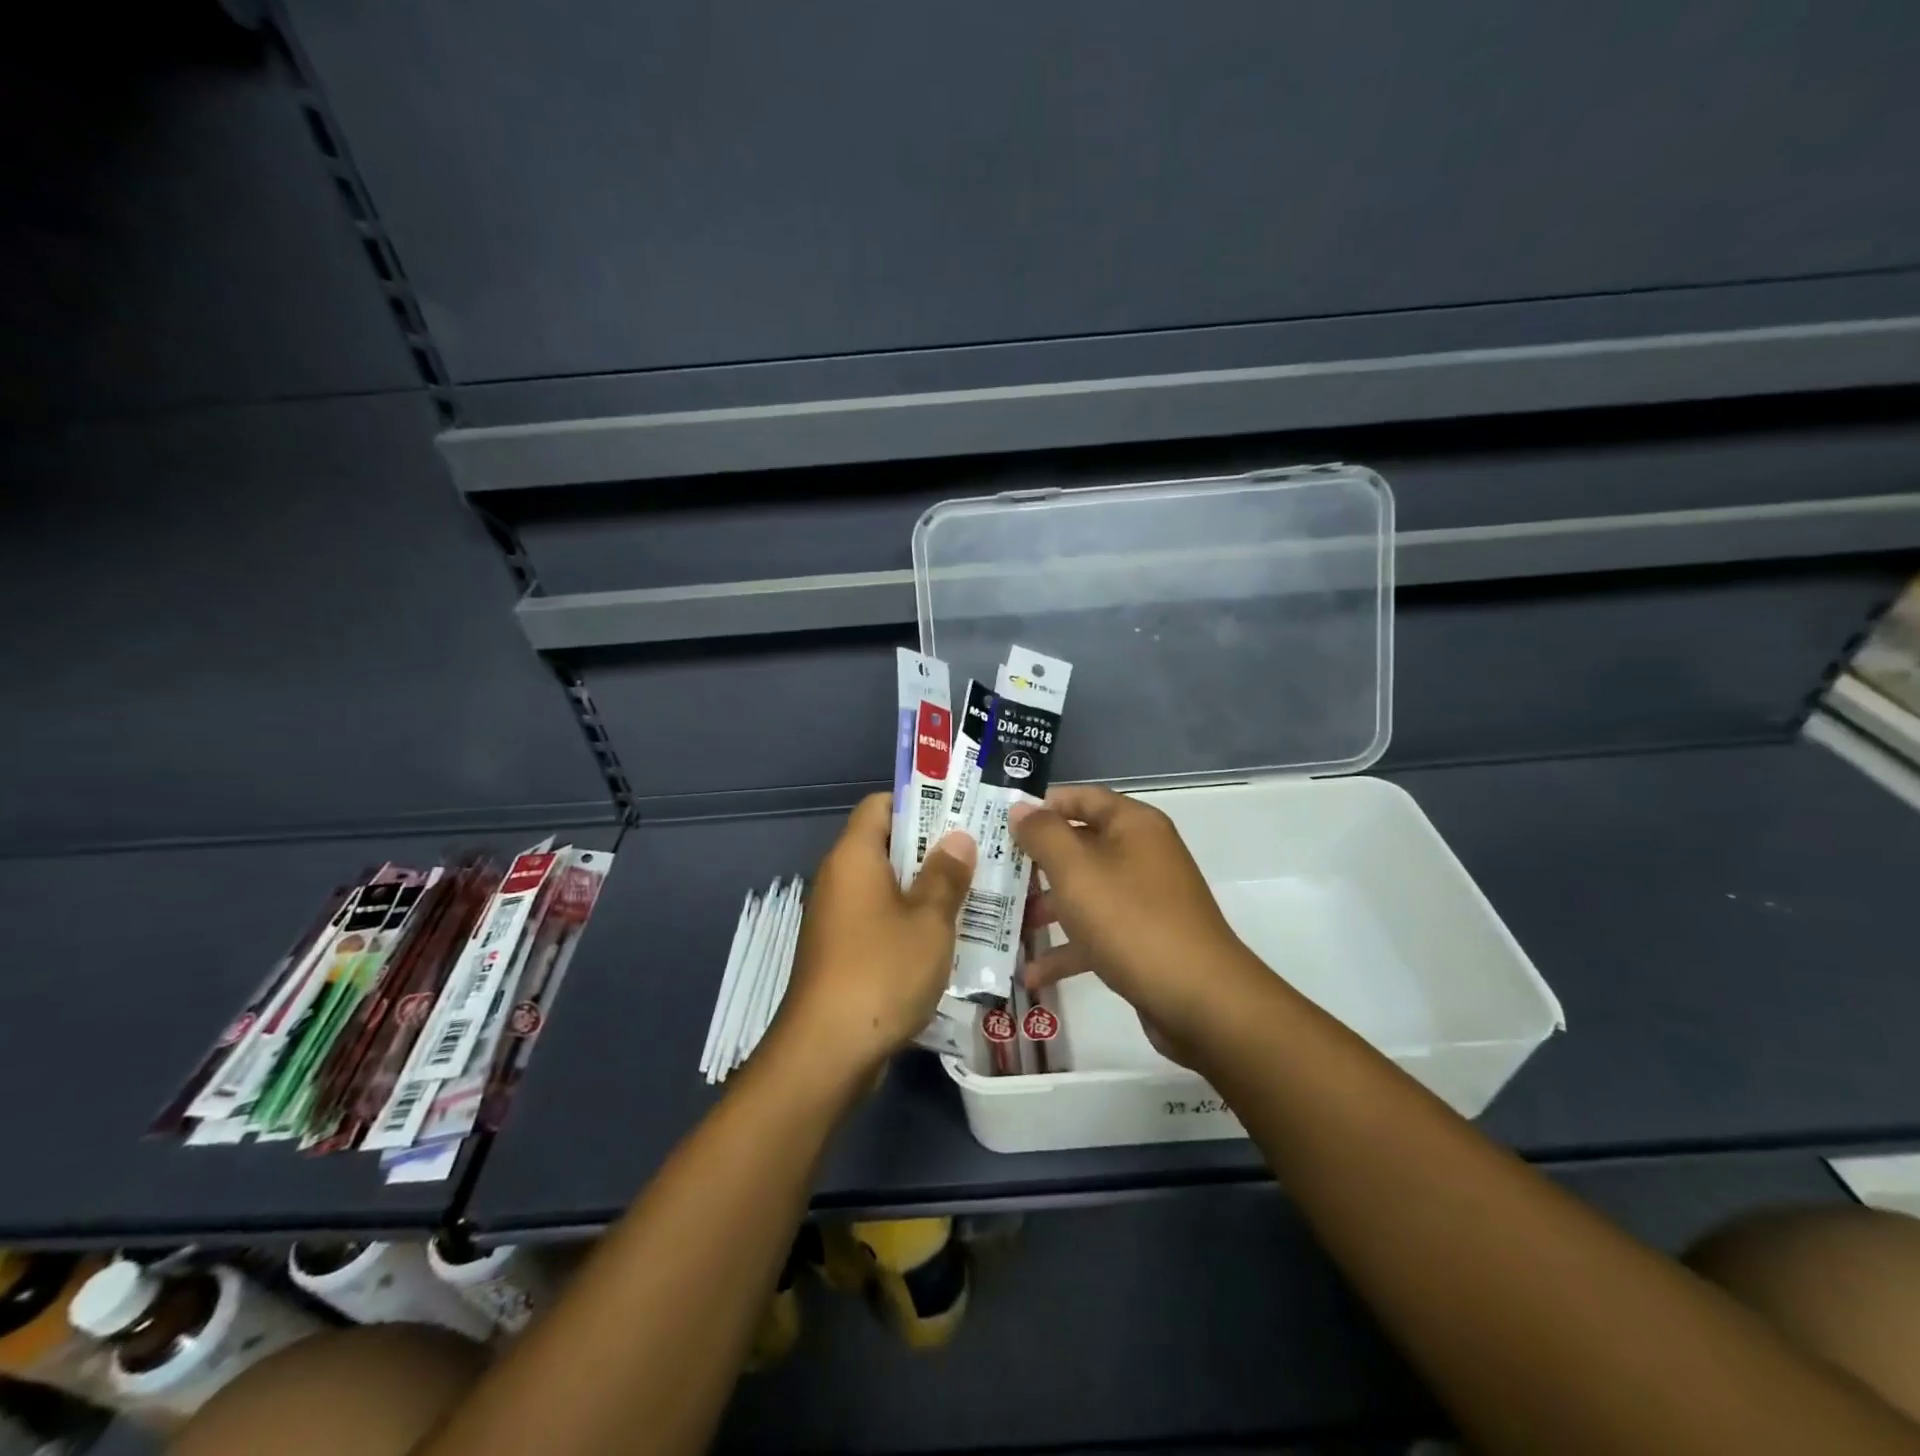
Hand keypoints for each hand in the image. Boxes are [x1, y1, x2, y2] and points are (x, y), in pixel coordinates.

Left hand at [768, 793, 975, 1079]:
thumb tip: (958, 838)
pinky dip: (911, 921)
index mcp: (854, 857)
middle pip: (887, 845)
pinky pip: (880, 920)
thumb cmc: (882, 972)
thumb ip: (946, 876)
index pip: (880, 805)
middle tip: (981, 855)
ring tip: (975, 895)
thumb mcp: (928, 921)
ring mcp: (838, 918)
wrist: (826, 1052)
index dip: (919, 802)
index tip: (960, 813)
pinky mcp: (842, 952)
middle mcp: (839, 879)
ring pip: (888, 887)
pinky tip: (948, 939)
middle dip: (933, 849)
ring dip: (927, 889)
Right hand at [1012, 786, 1266, 1060]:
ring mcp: (1146, 899)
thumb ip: (1043, 835)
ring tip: (1005, 924)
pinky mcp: (1144, 940)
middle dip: (1036, 862)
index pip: (1081, 798)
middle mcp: (1142, 855)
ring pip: (1086, 892)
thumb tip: (1021, 808)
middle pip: (1080, 845)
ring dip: (1046, 907)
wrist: (1200, 1000)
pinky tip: (1032, 974)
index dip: (1041, 806)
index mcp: (1133, 825)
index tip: (999, 822)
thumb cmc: (1130, 920)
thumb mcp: (1076, 871)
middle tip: (994, 874)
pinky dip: (1068, 948)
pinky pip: (1098, 933)